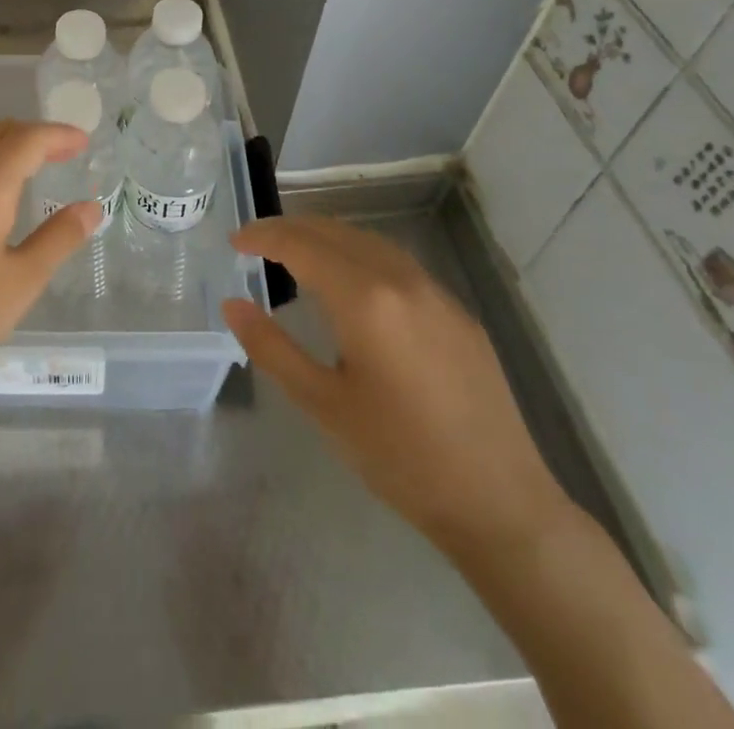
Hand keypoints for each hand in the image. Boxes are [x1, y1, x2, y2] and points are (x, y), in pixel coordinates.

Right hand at [222, 217, 571, 559]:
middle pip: (334, 232)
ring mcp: (435, 292)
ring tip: (294, 254)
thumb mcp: (323, 404)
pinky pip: (396, 263)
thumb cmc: (400, 457)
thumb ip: (271, 347)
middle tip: (255, 243)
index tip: (234, 241)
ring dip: (325, 237)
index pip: (300, 245)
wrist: (501, 503)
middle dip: (290, 229)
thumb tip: (233, 304)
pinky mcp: (457, 312)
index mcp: (364, 298)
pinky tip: (351, 283)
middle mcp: (400, 279)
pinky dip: (358, 255)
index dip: (262, 236)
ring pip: (368, 241)